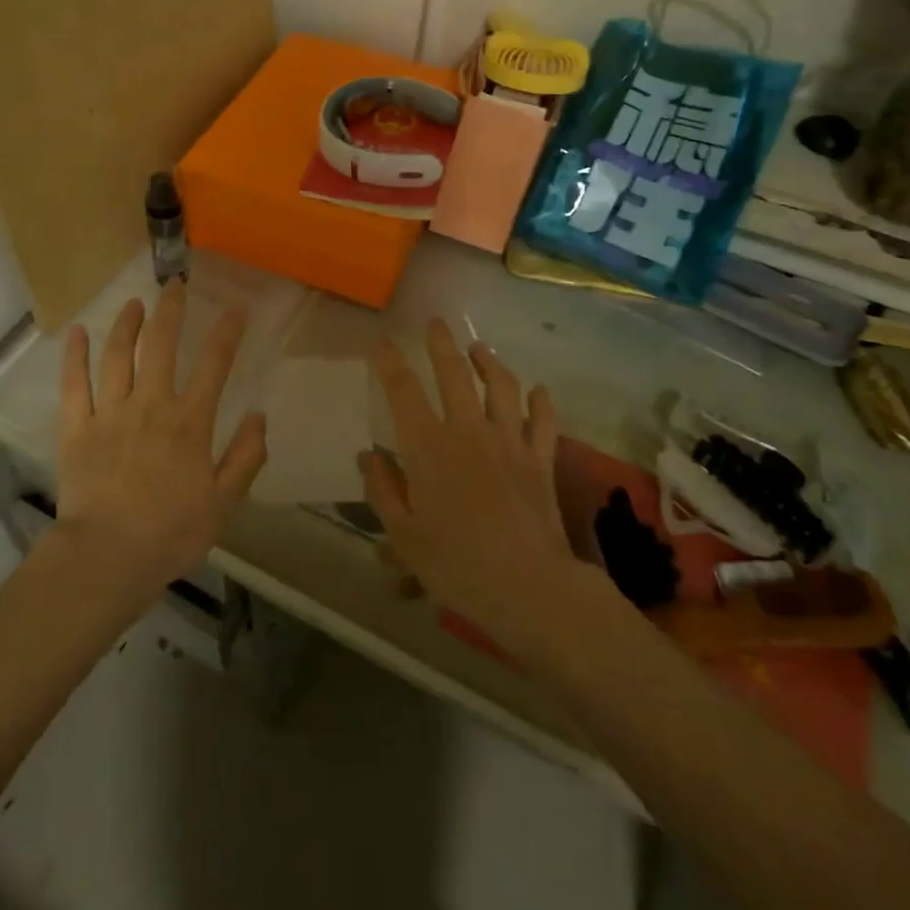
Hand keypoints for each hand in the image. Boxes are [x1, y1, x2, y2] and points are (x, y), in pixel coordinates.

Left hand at [55, 281, 266, 593]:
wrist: (107, 558)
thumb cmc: (170, 533)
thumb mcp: (223, 502)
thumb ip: (245, 457)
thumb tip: (259, 415)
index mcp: (189, 421)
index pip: (214, 364)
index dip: (227, 331)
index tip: (237, 307)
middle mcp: (150, 404)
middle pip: (161, 344)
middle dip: (171, 309)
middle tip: (175, 284)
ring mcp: (109, 413)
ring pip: (117, 355)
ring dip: (126, 324)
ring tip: (134, 303)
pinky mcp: (76, 428)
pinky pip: (74, 384)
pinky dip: (74, 355)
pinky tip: (77, 332)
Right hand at [361, 320, 583, 658]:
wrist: (528, 587)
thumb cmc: (456, 564)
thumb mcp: (404, 535)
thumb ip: (382, 490)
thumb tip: (366, 455)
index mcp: (428, 447)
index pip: (403, 391)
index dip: (390, 362)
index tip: (382, 342)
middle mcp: (468, 431)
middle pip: (454, 373)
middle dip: (441, 343)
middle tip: (435, 322)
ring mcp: (508, 441)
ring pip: (501, 385)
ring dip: (488, 361)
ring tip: (479, 348)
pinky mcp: (540, 458)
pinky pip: (542, 420)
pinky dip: (539, 401)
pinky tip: (536, 390)